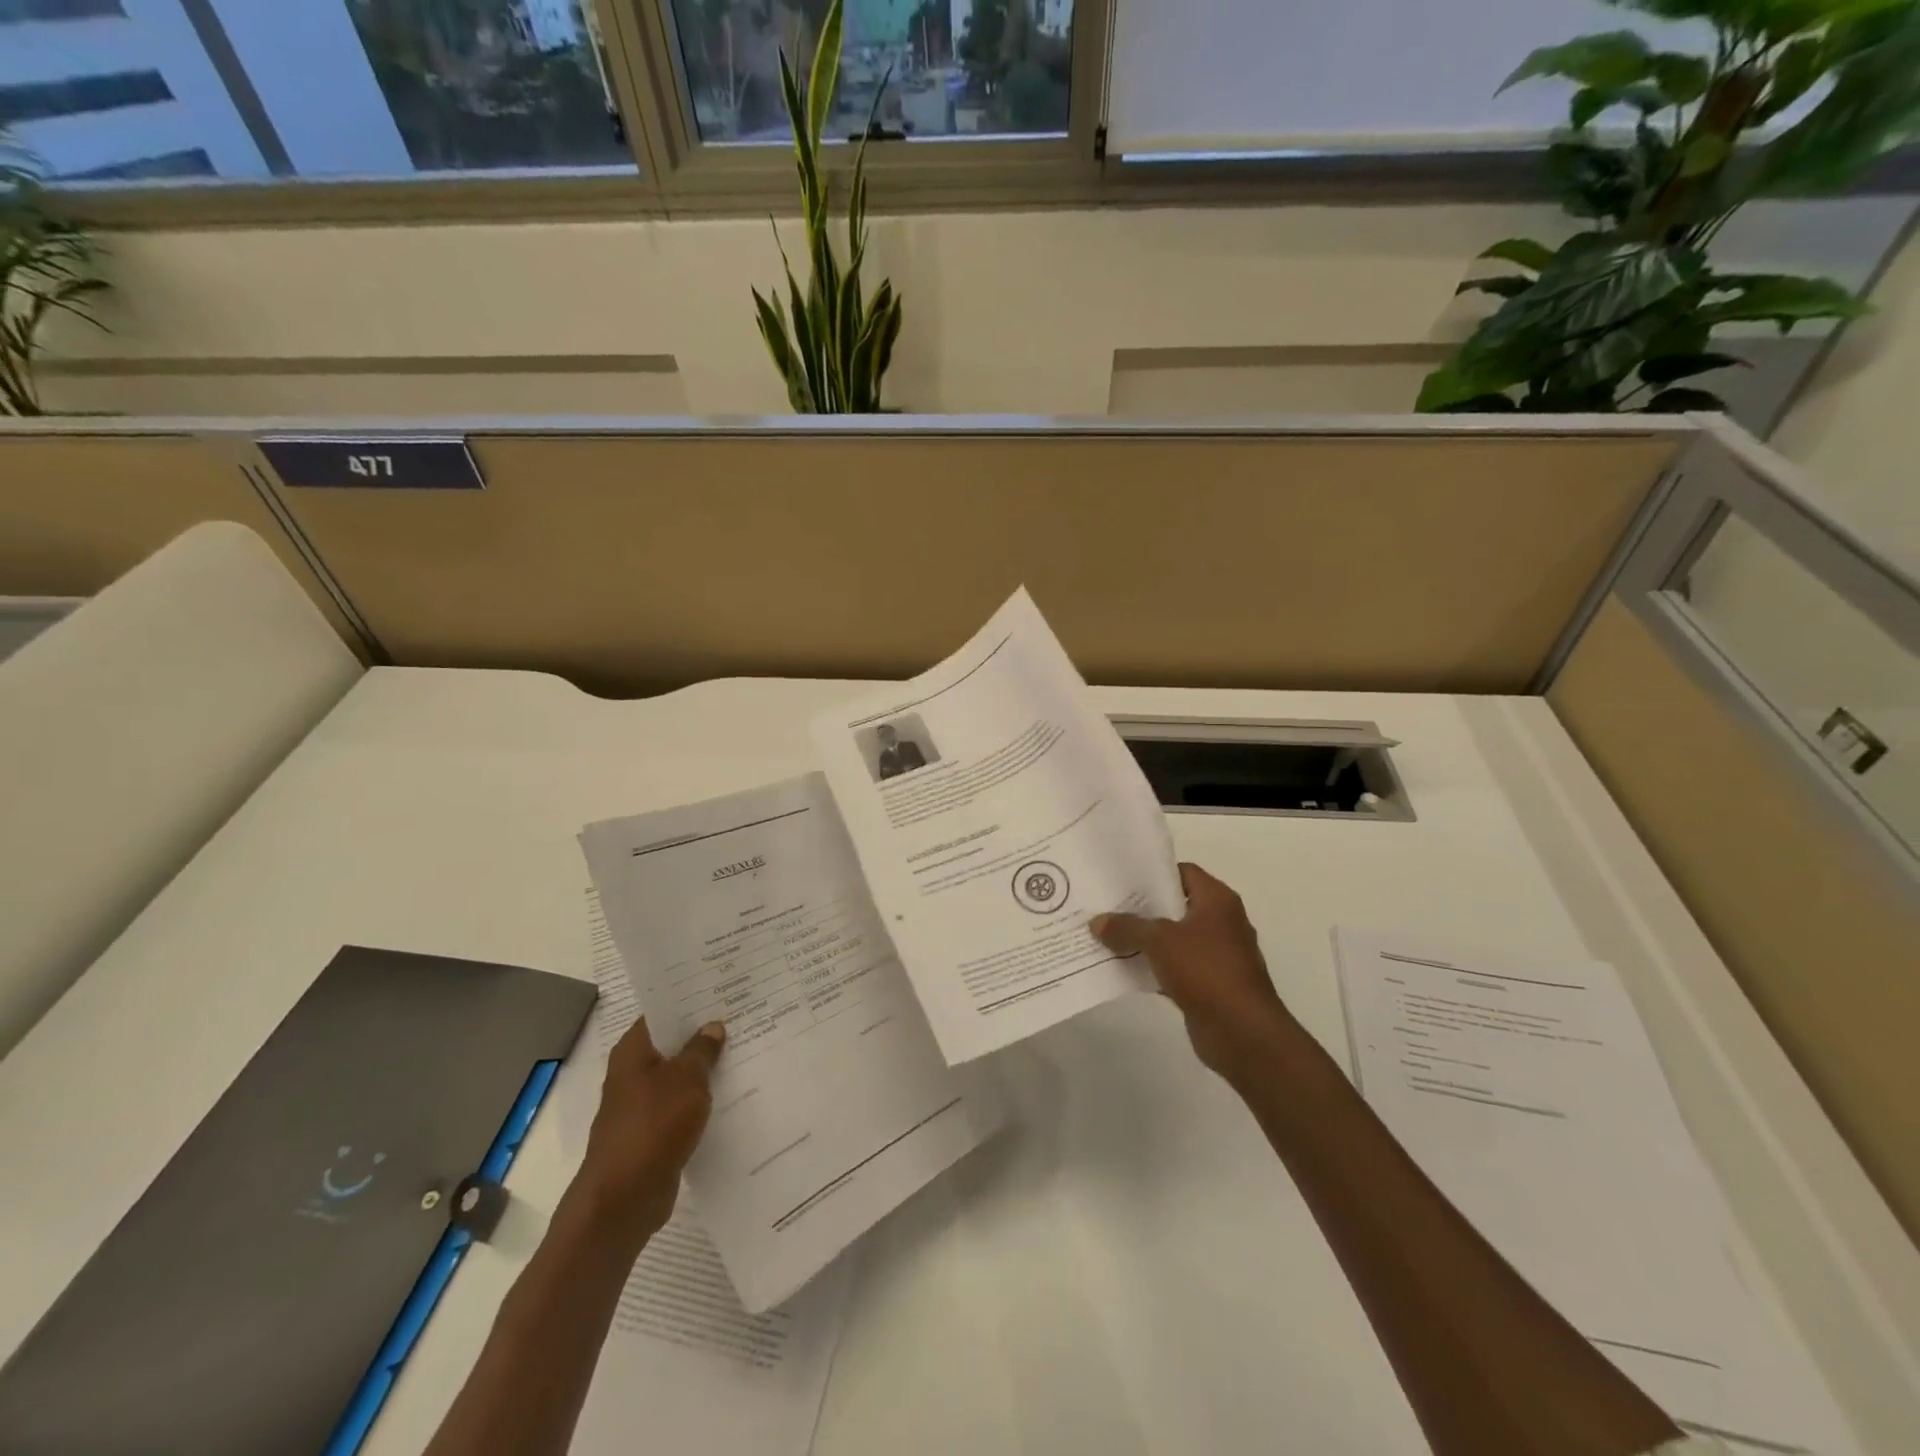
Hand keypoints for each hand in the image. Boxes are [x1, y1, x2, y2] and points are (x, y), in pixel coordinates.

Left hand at [568, 1018, 725, 1252]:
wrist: (624, 1198)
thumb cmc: (653, 1125)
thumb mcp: (687, 1079)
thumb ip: (702, 1050)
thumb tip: (712, 1026)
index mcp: (632, 1052)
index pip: (661, 1014)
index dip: (688, 1002)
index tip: (720, 991)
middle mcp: (631, 1074)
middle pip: (671, 1045)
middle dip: (702, 1035)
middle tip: (741, 1017)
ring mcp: (640, 1106)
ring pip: (678, 1078)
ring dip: (704, 1070)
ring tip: (743, 1051)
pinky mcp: (652, 1134)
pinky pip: (681, 1107)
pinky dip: (701, 1101)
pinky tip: (731, 1095)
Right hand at [1091, 863, 1296, 1079]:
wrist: (1242, 1032)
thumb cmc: (1206, 970)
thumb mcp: (1159, 941)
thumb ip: (1127, 927)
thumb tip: (1097, 921)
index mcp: (1217, 900)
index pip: (1183, 872)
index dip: (1153, 873)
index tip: (1121, 878)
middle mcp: (1221, 921)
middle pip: (1176, 905)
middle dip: (1142, 907)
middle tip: (1106, 905)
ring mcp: (1217, 954)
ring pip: (1173, 938)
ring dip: (1145, 939)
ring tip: (1107, 934)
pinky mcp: (1210, 984)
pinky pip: (1175, 966)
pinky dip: (1153, 967)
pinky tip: (1124, 968)